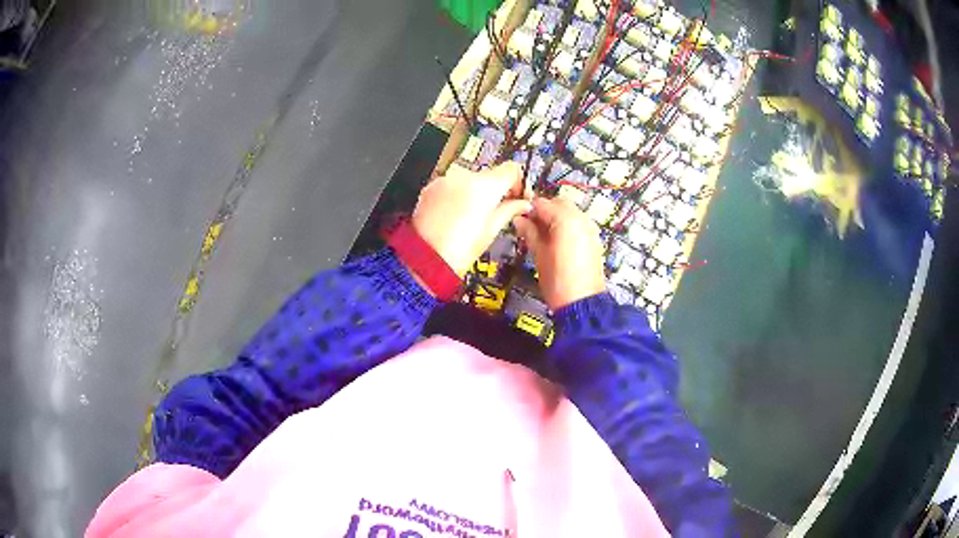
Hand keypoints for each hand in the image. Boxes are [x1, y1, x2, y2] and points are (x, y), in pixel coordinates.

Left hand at [412, 163, 531, 276]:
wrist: (424, 258)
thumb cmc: (458, 250)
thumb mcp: (491, 231)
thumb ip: (509, 210)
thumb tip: (522, 204)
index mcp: (485, 186)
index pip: (511, 169)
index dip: (519, 182)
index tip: (518, 195)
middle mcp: (464, 176)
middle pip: (490, 175)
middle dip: (495, 191)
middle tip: (497, 212)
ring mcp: (445, 180)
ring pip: (469, 181)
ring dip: (474, 194)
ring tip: (472, 218)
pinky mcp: (431, 187)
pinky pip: (451, 186)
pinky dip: (457, 197)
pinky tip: (456, 217)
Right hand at [513, 197, 606, 309]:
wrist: (582, 303)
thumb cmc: (559, 281)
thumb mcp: (538, 254)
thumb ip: (529, 232)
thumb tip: (519, 220)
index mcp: (565, 219)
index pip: (542, 203)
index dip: (528, 210)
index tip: (519, 218)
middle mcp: (581, 219)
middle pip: (558, 203)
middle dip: (544, 212)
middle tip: (530, 227)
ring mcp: (590, 229)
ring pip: (570, 212)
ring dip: (556, 218)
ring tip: (543, 237)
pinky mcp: (594, 240)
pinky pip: (579, 224)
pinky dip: (567, 227)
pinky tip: (558, 243)